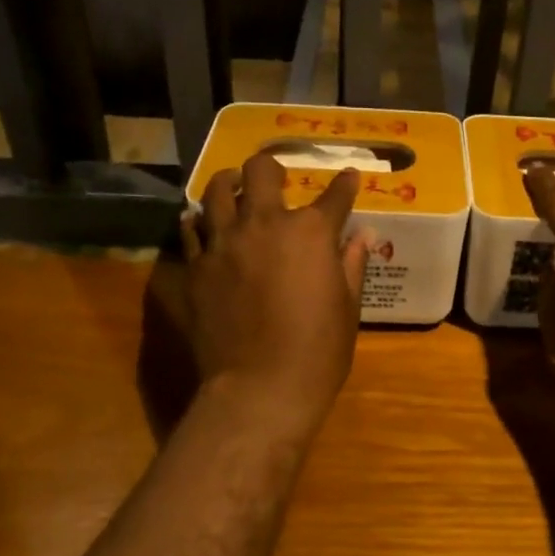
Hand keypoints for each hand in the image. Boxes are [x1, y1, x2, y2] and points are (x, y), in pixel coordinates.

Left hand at [182, 151, 368, 439]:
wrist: (260, 388)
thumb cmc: (318, 351)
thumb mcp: (349, 308)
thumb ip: (352, 264)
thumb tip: (362, 235)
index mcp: (311, 232)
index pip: (335, 195)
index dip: (345, 184)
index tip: (349, 177)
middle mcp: (265, 224)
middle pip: (261, 172)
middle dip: (271, 167)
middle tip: (275, 176)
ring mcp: (225, 243)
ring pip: (218, 191)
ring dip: (230, 183)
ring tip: (235, 186)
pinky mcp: (197, 267)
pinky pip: (192, 230)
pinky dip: (199, 220)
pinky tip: (204, 222)